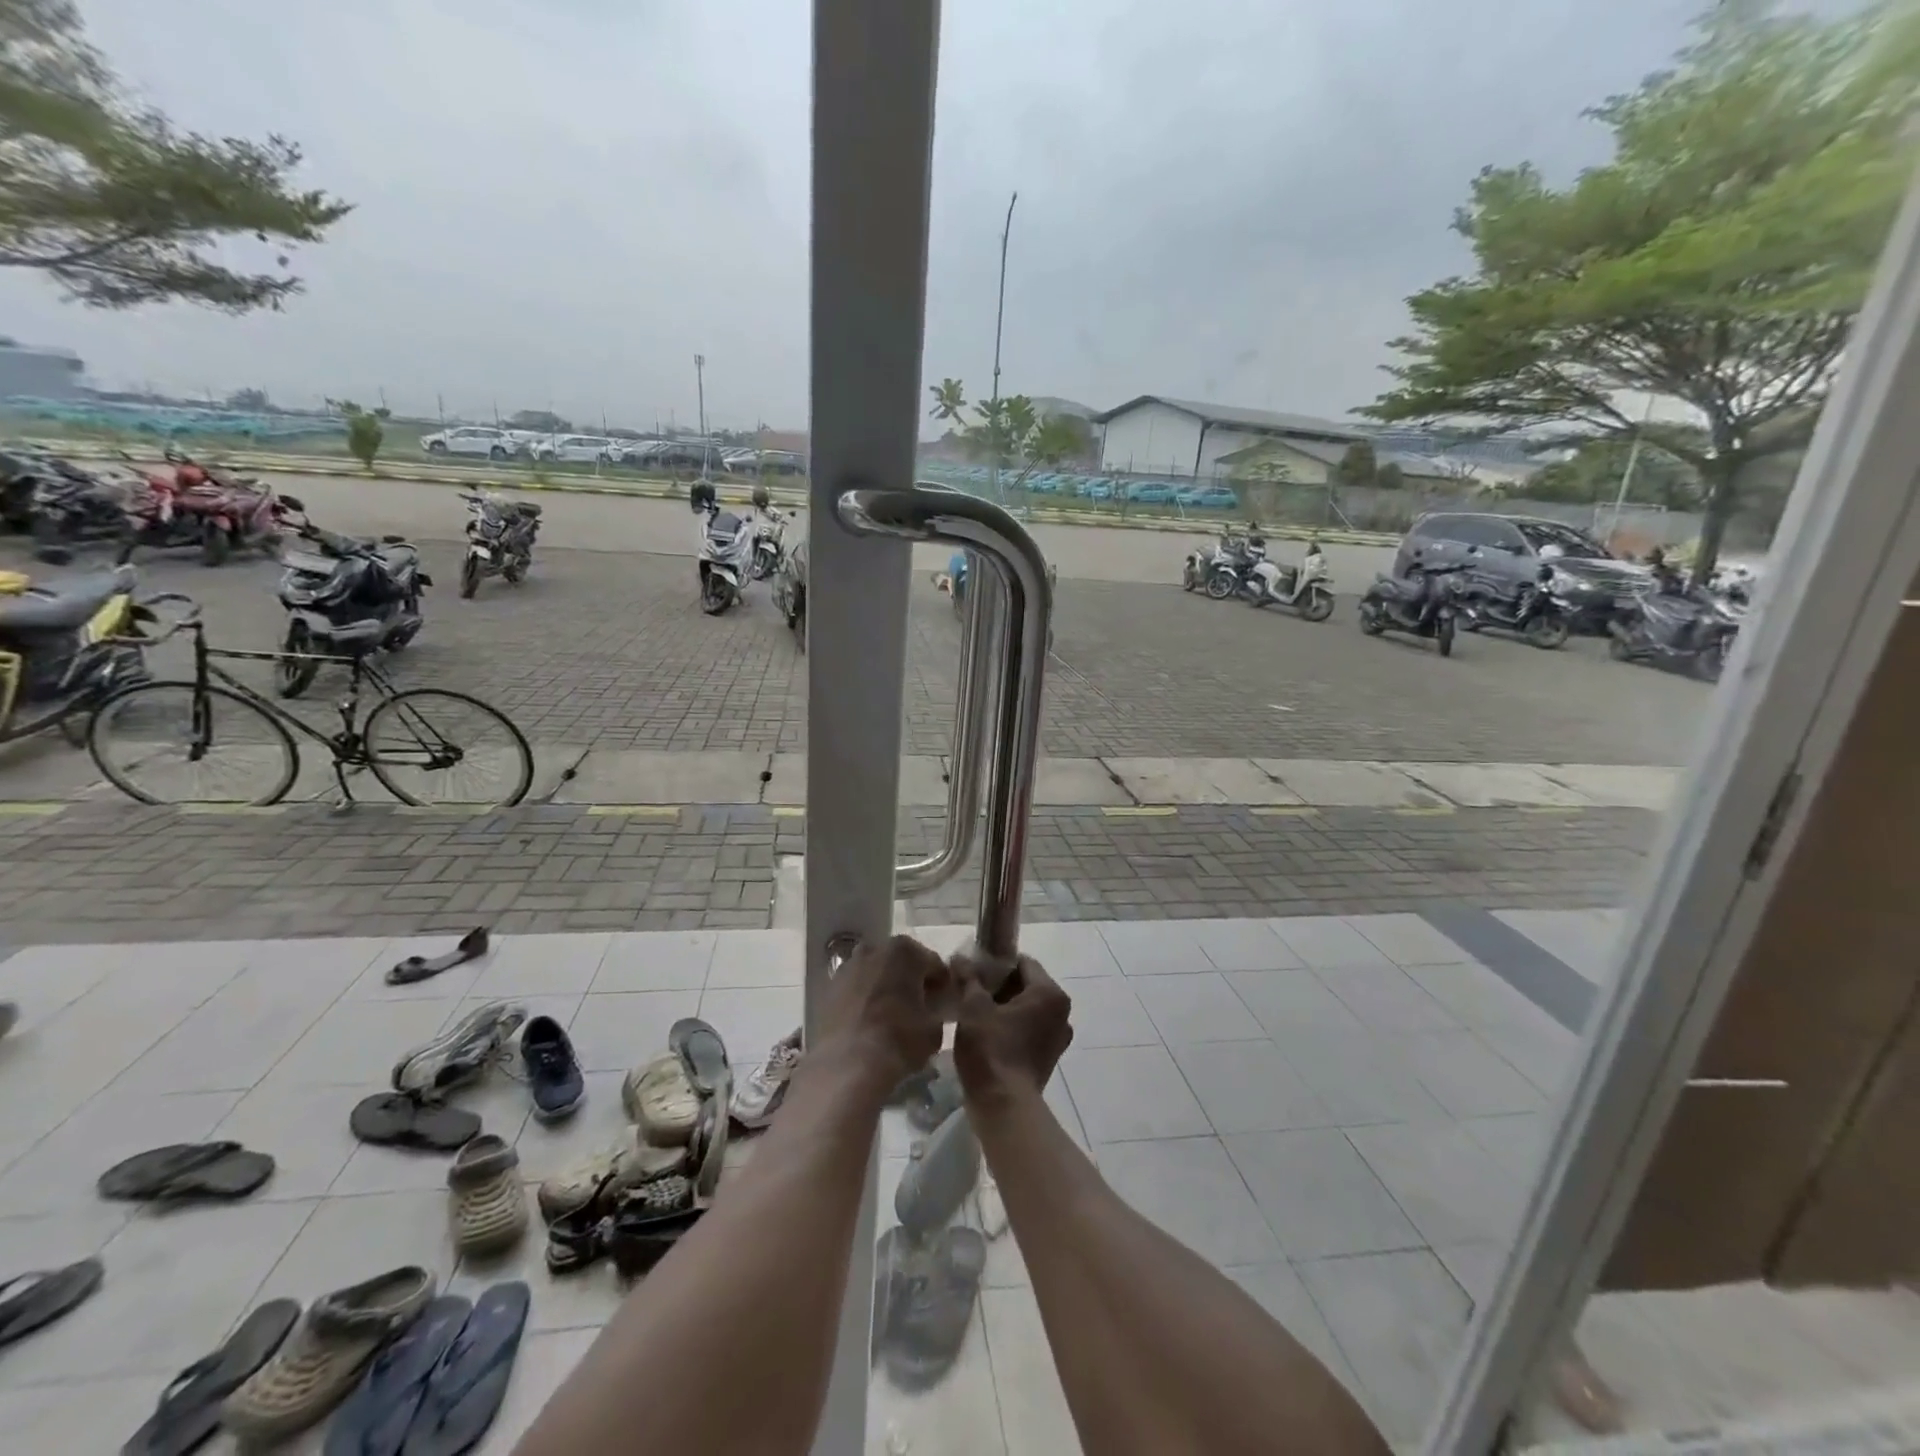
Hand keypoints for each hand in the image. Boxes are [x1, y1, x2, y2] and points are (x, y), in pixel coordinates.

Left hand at [815, 935, 951, 1091]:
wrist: (849, 1063)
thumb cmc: (899, 1039)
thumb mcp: (934, 1028)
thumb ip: (936, 1010)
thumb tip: (932, 1010)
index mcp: (905, 951)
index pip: (933, 963)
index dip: (942, 984)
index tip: (944, 1003)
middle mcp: (874, 949)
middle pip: (901, 963)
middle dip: (910, 981)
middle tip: (919, 1008)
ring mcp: (848, 967)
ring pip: (875, 973)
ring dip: (885, 987)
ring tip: (891, 1016)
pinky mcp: (828, 988)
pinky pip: (855, 989)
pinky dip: (863, 1000)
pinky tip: (869, 1023)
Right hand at [952, 952, 1072, 1109]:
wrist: (1004, 1107)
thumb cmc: (991, 1050)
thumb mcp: (973, 1008)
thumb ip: (969, 979)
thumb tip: (960, 959)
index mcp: (1050, 993)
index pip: (1022, 962)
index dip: (996, 963)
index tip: (973, 971)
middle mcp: (1062, 1013)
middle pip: (1026, 985)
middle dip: (999, 986)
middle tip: (970, 990)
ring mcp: (1057, 1038)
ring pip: (1027, 1009)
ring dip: (1004, 1008)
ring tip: (974, 1012)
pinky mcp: (1049, 1058)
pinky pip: (1029, 1030)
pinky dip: (1011, 1027)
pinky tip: (986, 1034)